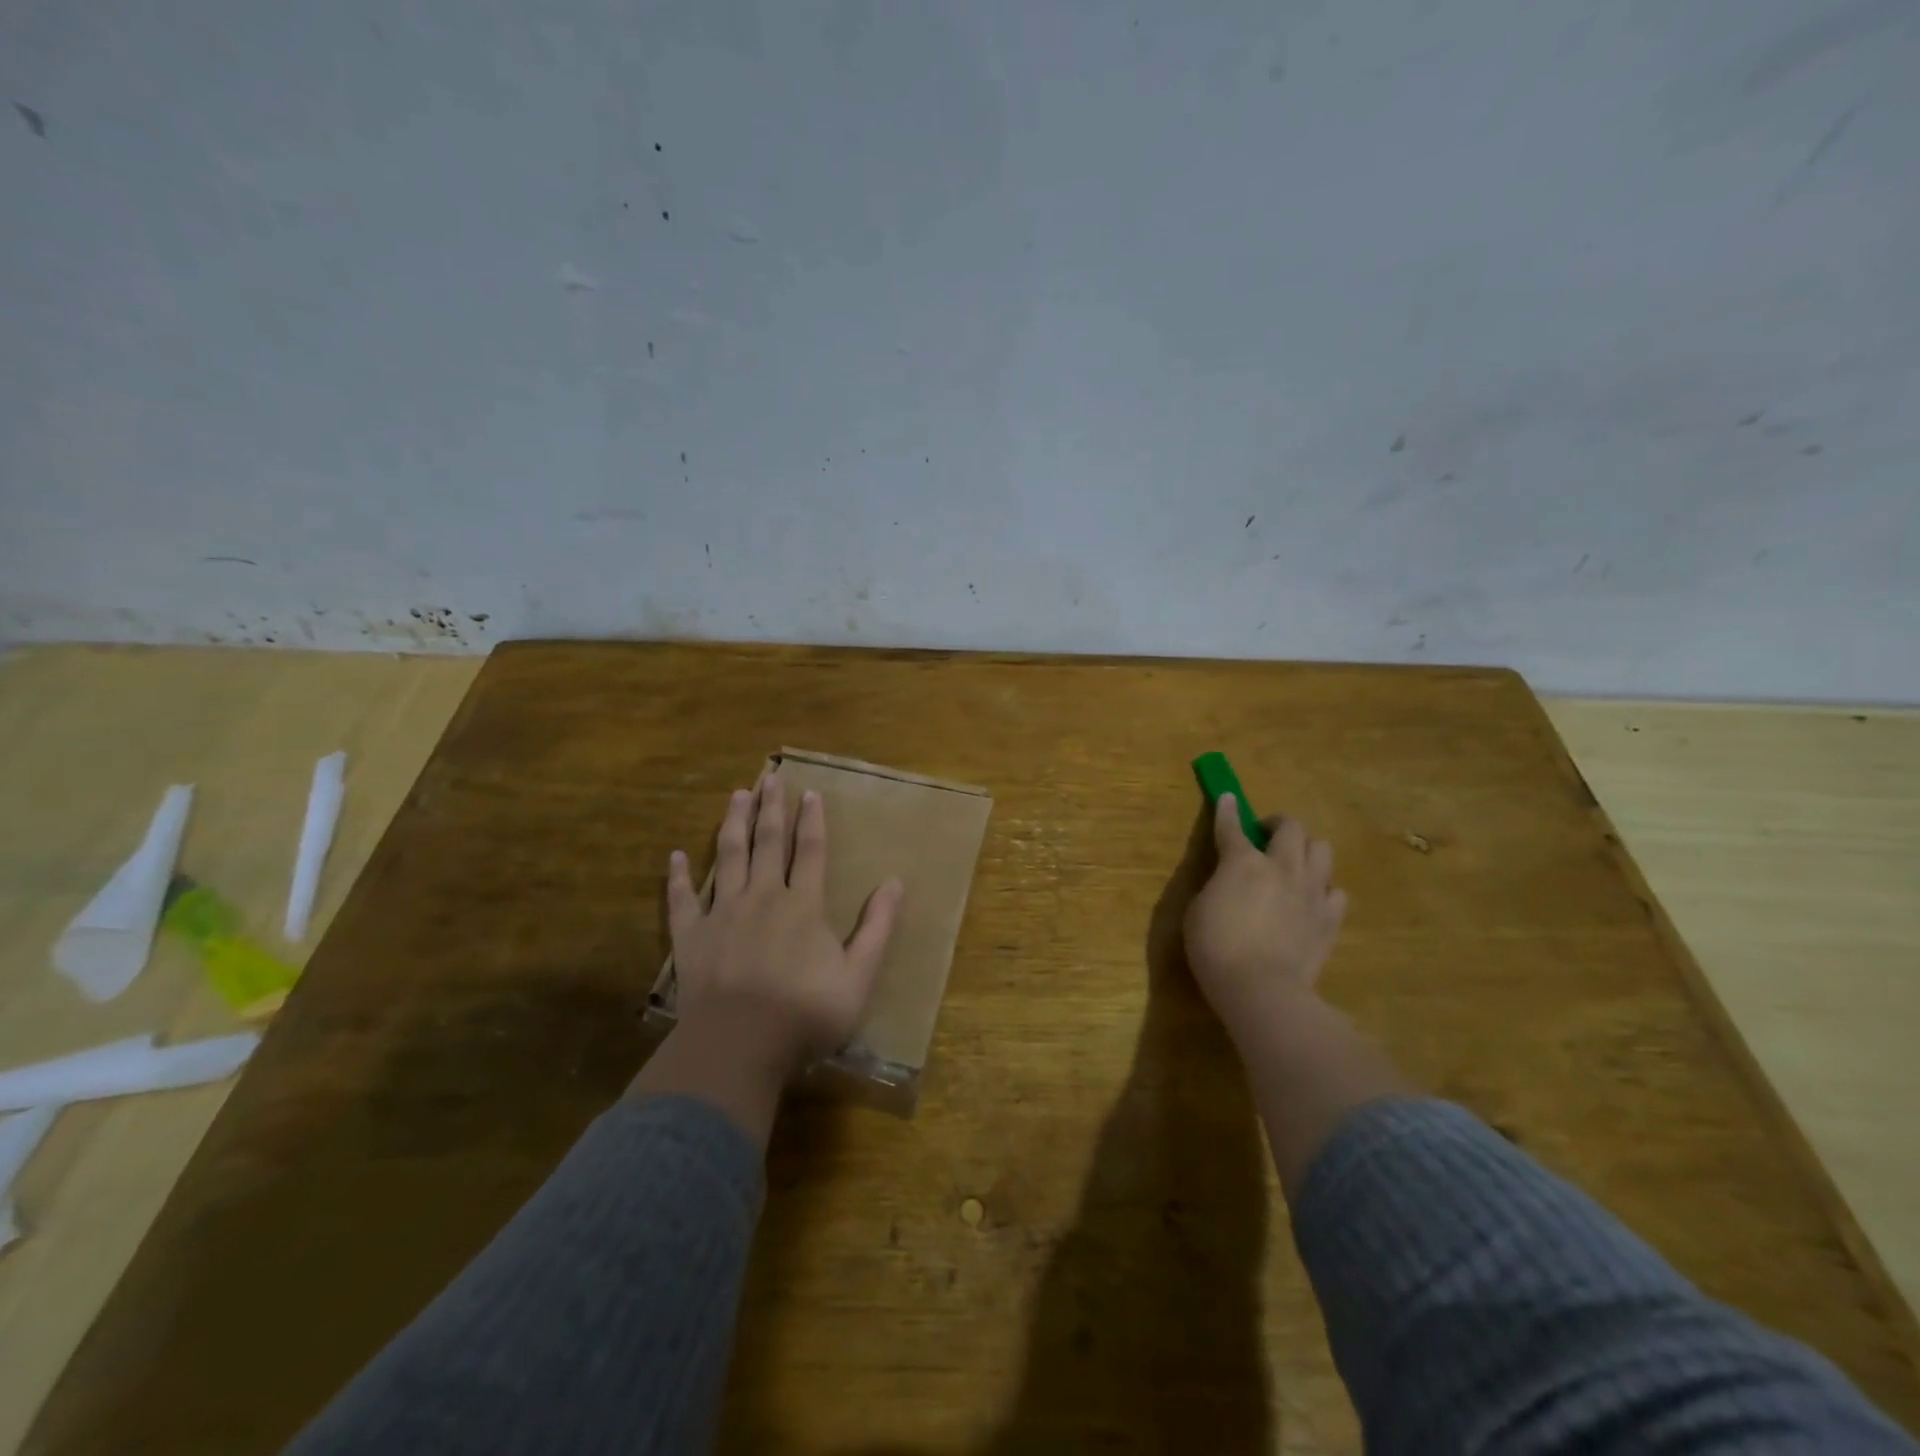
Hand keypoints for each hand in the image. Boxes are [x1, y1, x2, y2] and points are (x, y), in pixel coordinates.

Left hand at [666, 769, 903, 1080]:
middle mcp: (762, 897)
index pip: (811, 851)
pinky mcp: (691, 937)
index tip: (810, 792)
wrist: (738, 1046)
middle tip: (769, 776)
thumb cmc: (805, 1013)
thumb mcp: (859, 976)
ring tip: (737, 796)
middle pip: (768, 842)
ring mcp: (722, 914)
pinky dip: (679, 877)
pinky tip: (676, 856)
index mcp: (802, 905)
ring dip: (733, 824)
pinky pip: (682, 900)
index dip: (812, 820)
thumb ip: (878, 928)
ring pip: (728, 857)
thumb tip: (895, 882)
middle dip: (771, 808)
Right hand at [1184, 794, 1347, 1038]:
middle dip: (1278, 824)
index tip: (1227, 797)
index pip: (1232, 826)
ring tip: (1293, 864)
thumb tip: (1228, 878)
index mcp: (1242, 862)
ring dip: (1306, 850)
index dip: (1227, 810)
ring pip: (1322, 850)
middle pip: (1292, 827)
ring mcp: (1311, 892)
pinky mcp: (1330, 920)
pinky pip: (1336, 892)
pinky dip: (1323, 890)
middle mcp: (1282, 868)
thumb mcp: (1198, 910)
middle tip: (1265, 836)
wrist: (1262, 990)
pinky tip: (1311, 901)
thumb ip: (1216, 885)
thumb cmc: (1216, 948)